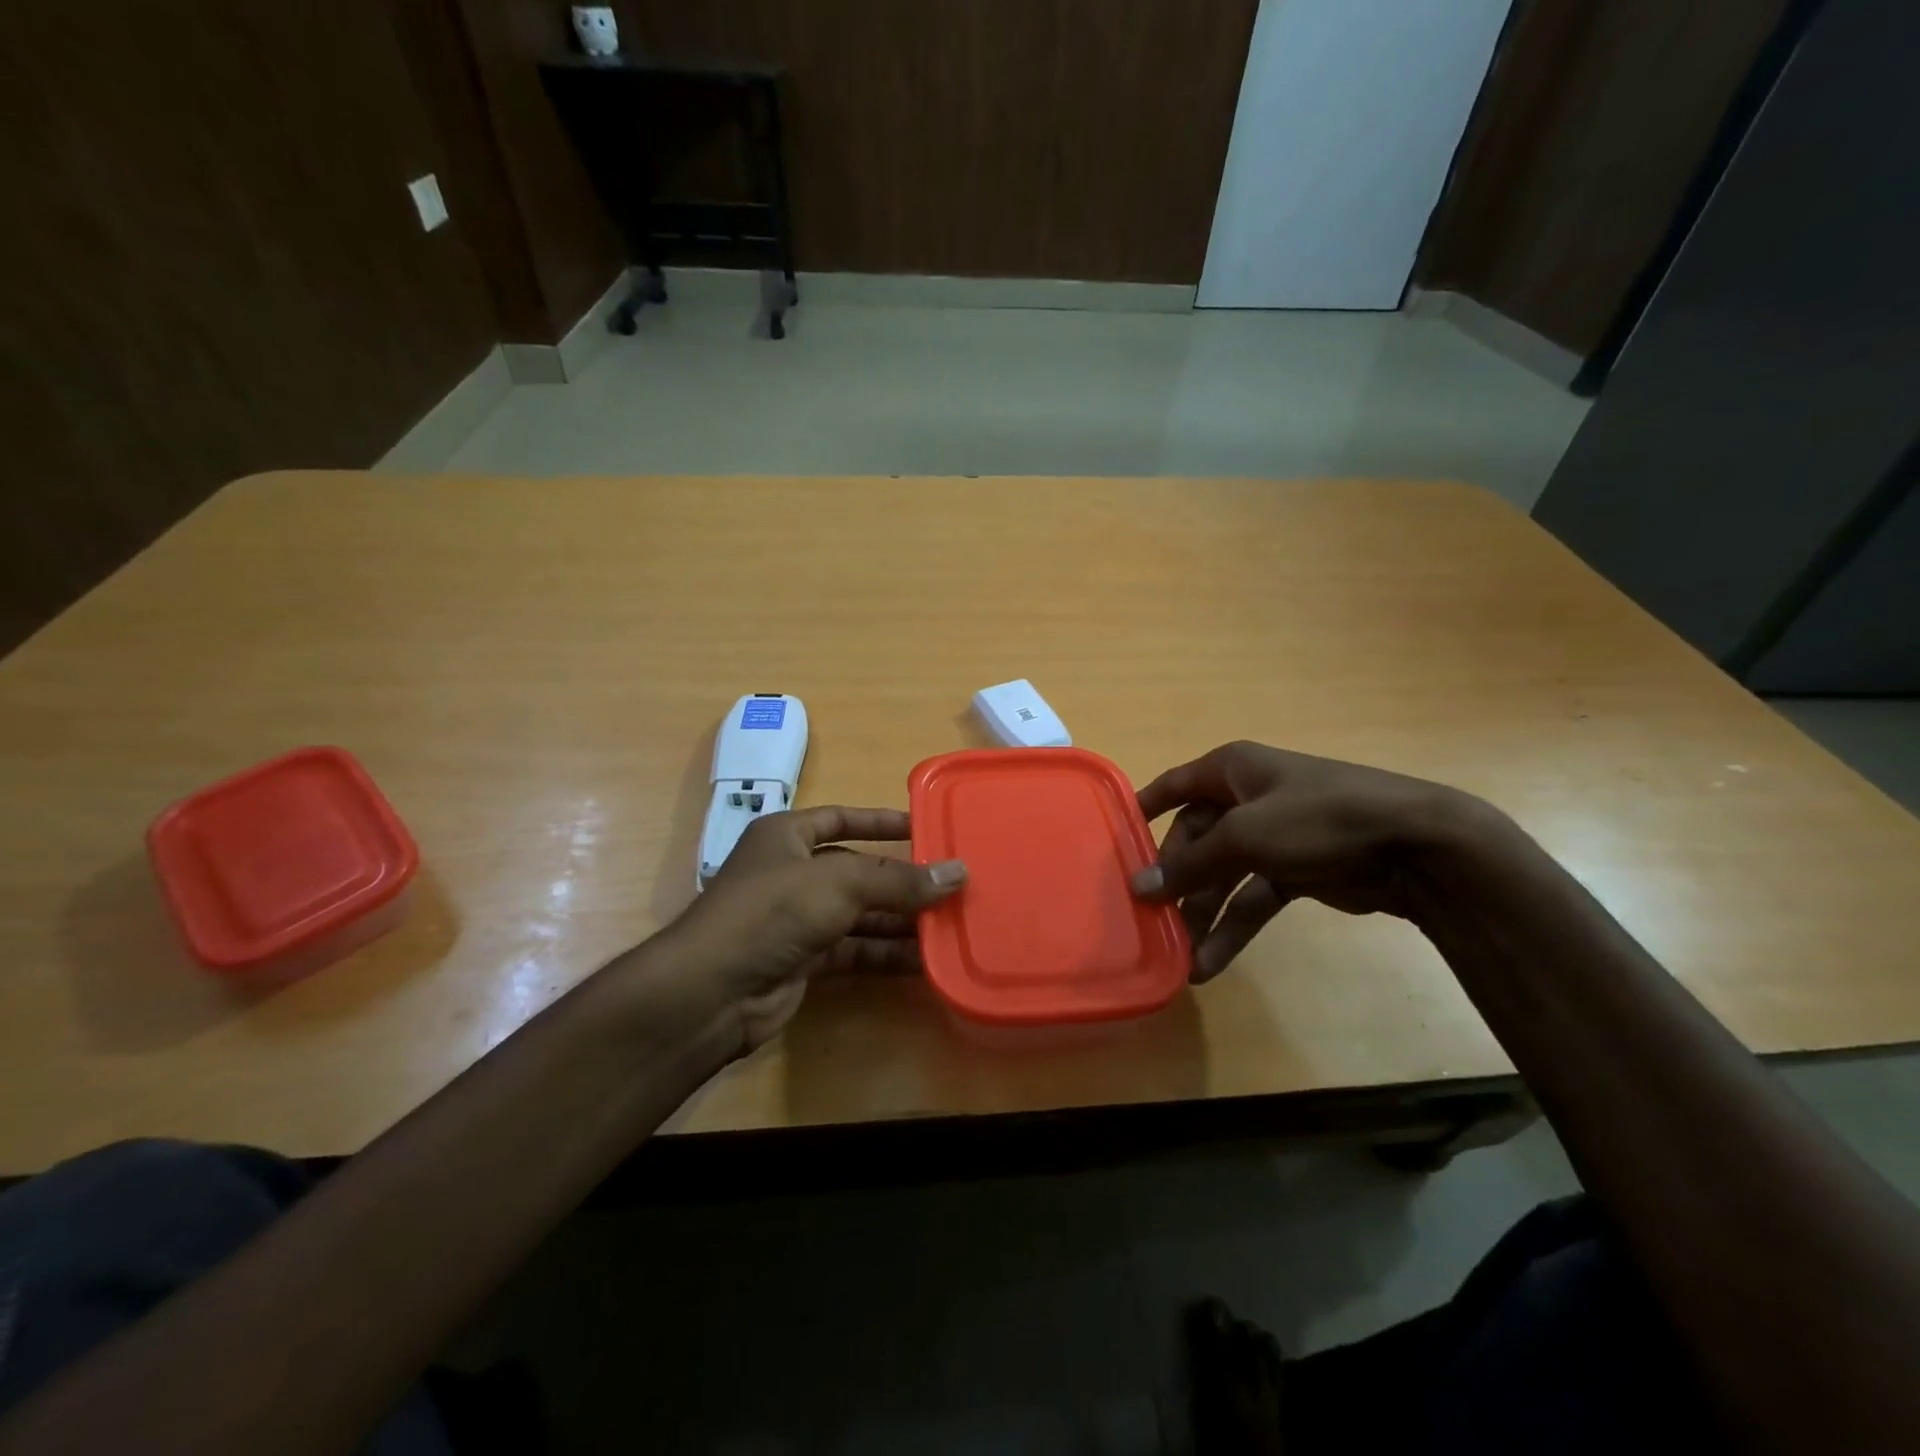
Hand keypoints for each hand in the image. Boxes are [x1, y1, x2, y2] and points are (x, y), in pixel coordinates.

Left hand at [657, 806, 965, 1053]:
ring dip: (900, 920)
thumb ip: (899, 880)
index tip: (925, 828)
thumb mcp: (840, 883)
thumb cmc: (773, 911)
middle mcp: (791, 873)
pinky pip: (853, 950)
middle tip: (952, 885)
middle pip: (857, 870)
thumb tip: (959, 872)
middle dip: (901, 880)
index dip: (881, 822)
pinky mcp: (803, 961)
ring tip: (949, 924)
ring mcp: (796, 919)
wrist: (712, 992)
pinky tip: (923, 960)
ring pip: (859, 914)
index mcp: (787, 836)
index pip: (842, 818)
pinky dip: (884, 954)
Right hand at [1130, 741, 1486, 980]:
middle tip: (1150, 917)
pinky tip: (1212, 962)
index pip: (1174, 785)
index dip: (1143, 808)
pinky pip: (1252, 898)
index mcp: (1232, 771)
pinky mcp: (1297, 871)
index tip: (1113, 839)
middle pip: (1196, 838)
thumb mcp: (1246, 836)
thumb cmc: (1319, 818)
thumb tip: (1139, 886)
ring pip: (1223, 874)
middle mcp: (1248, 798)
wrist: (1417, 846)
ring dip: (1202, 912)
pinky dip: (1234, 926)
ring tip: (1179, 952)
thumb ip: (1191, 864)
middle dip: (1176, 879)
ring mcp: (1274, 836)